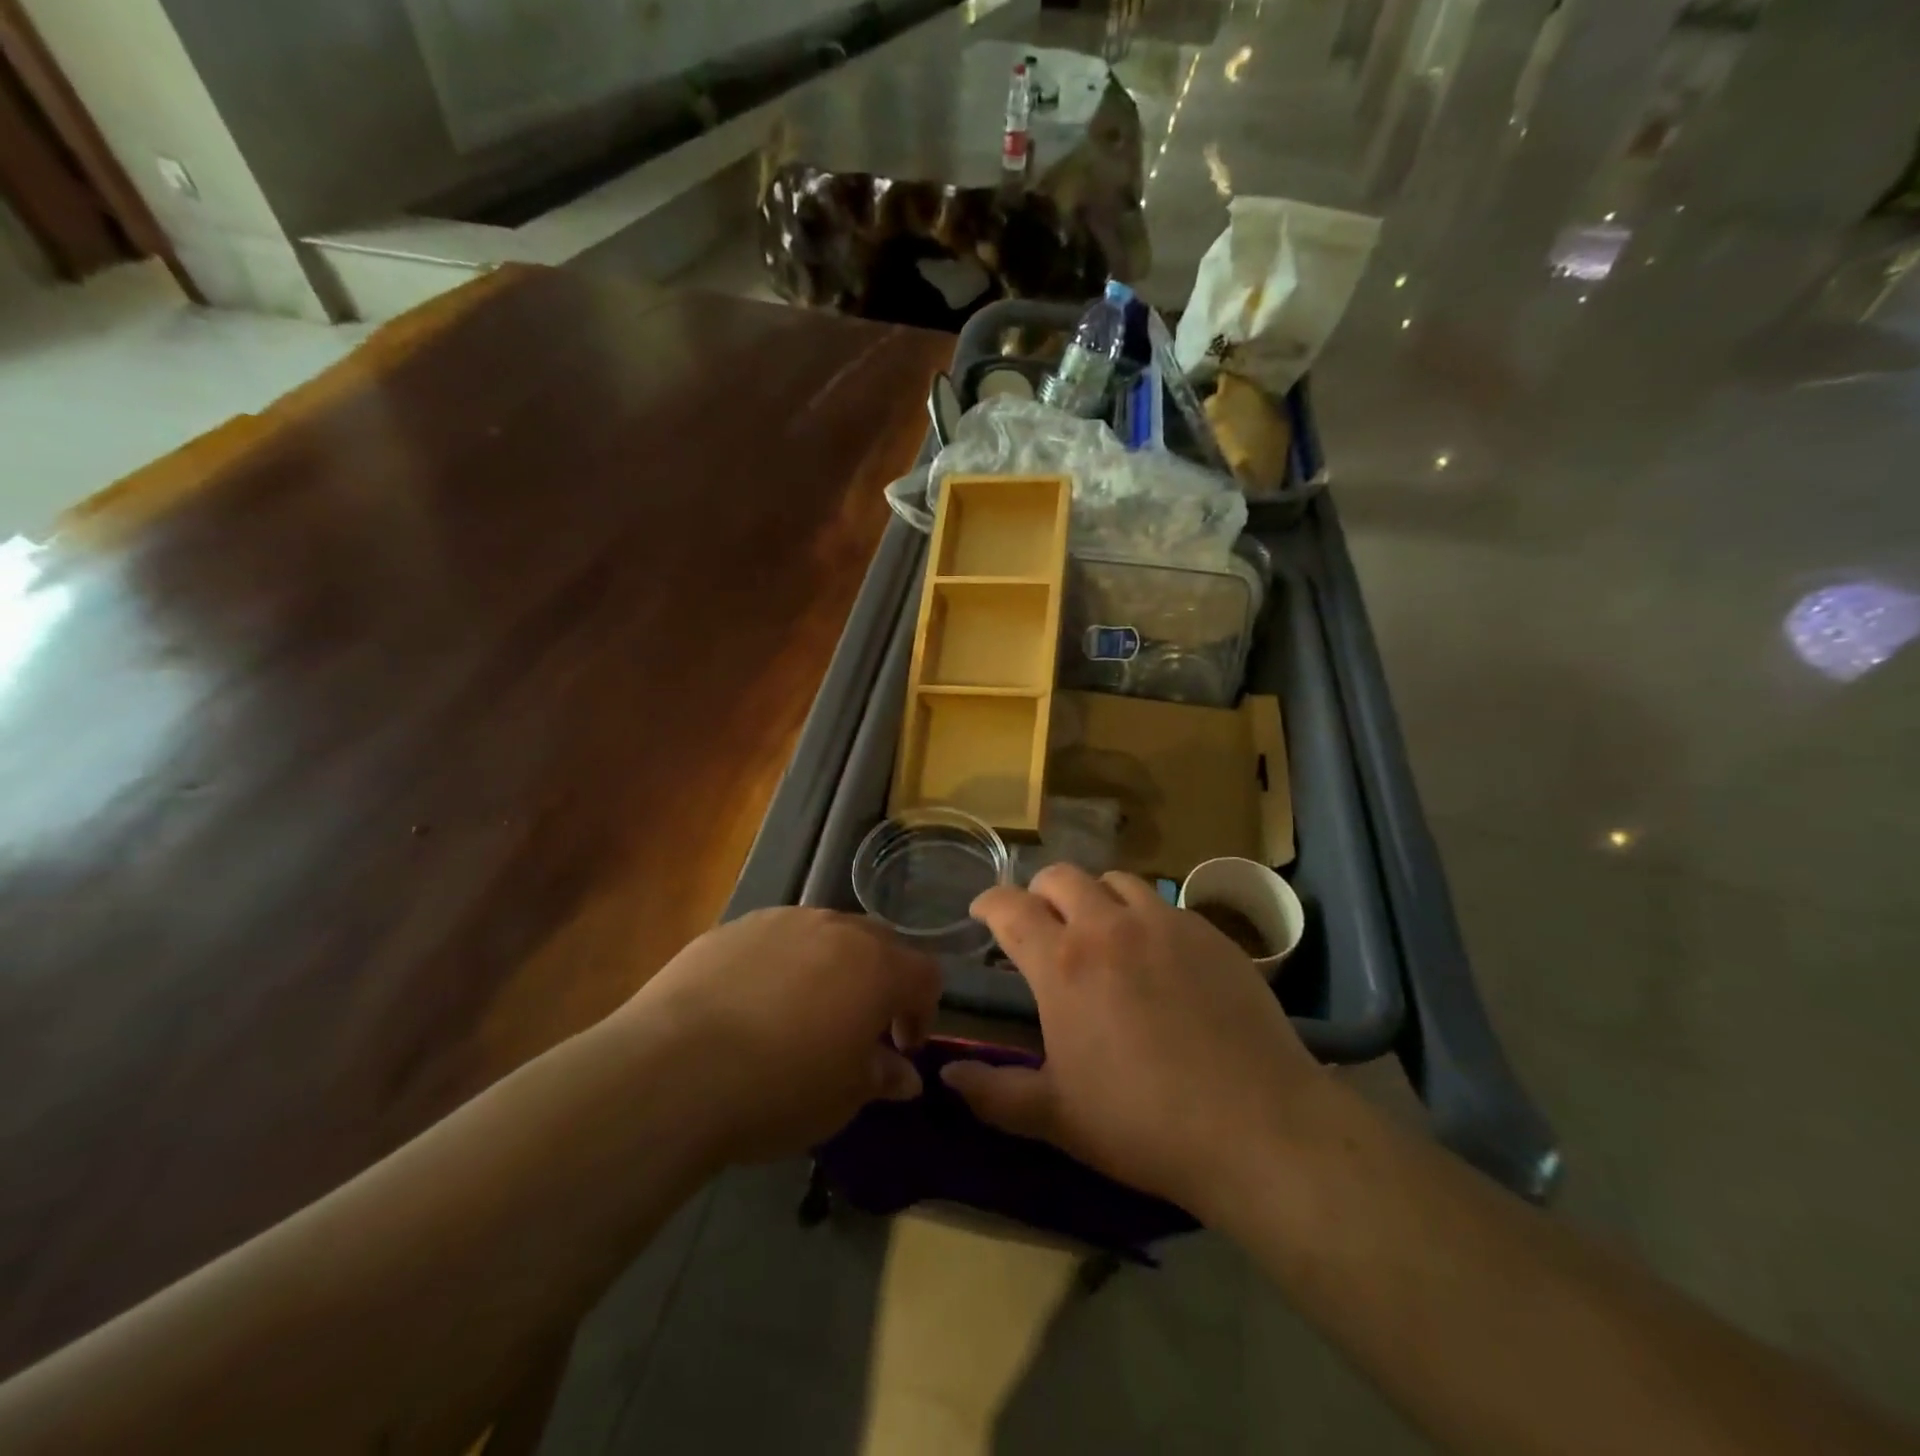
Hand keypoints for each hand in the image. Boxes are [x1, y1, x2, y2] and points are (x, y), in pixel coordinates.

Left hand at [618, 907, 941, 1164]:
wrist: (674, 1069)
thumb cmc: (779, 1088)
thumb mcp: (843, 1097)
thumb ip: (882, 1076)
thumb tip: (904, 1075)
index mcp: (876, 965)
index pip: (924, 974)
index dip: (922, 1011)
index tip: (901, 1048)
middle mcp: (835, 928)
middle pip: (878, 943)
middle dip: (879, 981)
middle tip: (859, 1027)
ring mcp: (781, 921)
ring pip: (824, 935)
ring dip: (829, 968)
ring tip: (802, 1013)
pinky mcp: (733, 927)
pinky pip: (775, 939)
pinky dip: (781, 965)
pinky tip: (752, 1005)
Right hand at [940, 865, 1324, 1216]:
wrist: (1257, 1125)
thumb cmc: (1143, 1123)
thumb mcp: (1057, 1117)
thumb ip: (995, 1093)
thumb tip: (946, 1077)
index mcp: (1062, 963)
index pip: (1010, 908)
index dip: (988, 903)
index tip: (981, 912)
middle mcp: (1108, 926)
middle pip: (1061, 877)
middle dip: (1040, 892)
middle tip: (1041, 922)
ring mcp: (1164, 923)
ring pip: (1115, 880)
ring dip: (1094, 896)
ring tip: (1099, 928)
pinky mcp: (1210, 933)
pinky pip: (1165, 904)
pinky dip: (1143, 915)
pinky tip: (1156, 953)